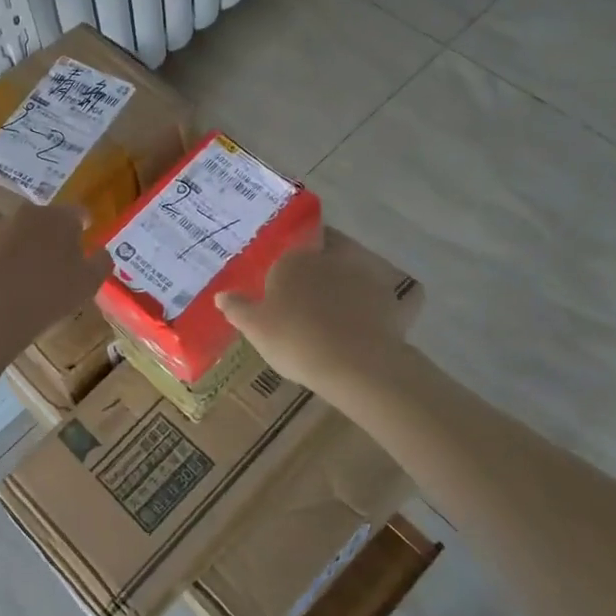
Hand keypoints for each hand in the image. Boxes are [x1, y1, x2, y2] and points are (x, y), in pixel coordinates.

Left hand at [0, 204, 111, 353]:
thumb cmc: (50, 293)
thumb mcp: (88, 283)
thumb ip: (101, 263)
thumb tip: (103, 252)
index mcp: (59, 218)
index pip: (77, 212)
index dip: (83, 223)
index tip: (85, 233)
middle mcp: (27, 213)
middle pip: (45, 219)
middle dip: (51, 234)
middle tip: (57, 258)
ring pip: (17, 232)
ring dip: (24, 244)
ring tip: (27, 272)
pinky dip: (1, 258)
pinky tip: (3, 281)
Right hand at [216, 229, 422, 388]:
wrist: (355, 364)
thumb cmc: (295, 340)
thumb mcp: (254, 328)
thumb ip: (237, 308)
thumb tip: (222, 295)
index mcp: (295, 260)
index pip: (287, 256)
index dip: (284, 272)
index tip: (281, 291)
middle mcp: (332, 258)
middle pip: (325, 251)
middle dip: (321, 262)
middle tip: (313, 290)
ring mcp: (366, 276)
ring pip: (357, 267)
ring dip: (352, 277)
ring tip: (343, 304)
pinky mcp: (393, 300)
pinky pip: (392, 297)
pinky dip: (389, 303)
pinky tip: (382, 316)